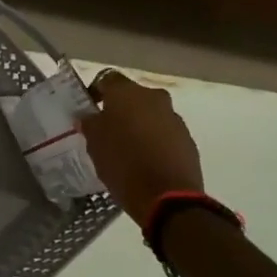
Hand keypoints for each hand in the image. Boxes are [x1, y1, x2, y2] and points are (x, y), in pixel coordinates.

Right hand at [80, 72, 204, 224]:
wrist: (168, 197)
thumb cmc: (123, 164)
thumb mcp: (94, 144)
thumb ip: (90, 124)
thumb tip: (89, 117)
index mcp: (127, 93)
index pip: (107, 79)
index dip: (96, 91)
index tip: (88, 109)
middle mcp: (154, 98)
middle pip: (132, 96)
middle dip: (119, 110)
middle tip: (106, 130)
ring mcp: (174, 118)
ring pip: (150, 114)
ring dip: (138, 125)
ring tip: (126, 148)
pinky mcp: (187, 139)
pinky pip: (164, 133)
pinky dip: (154, 140)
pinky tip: (144, 160)